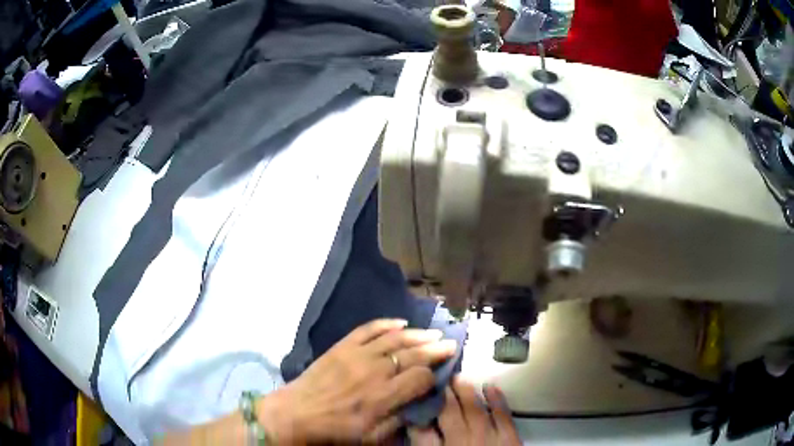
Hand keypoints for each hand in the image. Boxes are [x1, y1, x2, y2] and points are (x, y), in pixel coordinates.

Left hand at [260, 319, 456, 443]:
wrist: (295, 415)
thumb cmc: (334, 432)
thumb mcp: (370, 439)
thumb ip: (397, 421)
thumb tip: (418, 405)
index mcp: (383, 396)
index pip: (420, 378)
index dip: (433, 376)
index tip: (438, 376)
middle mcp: (375, 371)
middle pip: (413, 354)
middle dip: (435, 349)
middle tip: (451, 343)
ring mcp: (357, 355)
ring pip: (395, 339)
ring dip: (418, 335)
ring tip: (434, 332)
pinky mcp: (342, 347)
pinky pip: (368, 329)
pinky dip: (386, 323)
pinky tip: (401, 322)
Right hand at [408, 378, 520, 445]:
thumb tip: (416, 431)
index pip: (421, 431)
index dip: (417, 413)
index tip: (414, 398)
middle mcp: (461, 442)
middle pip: (448, 414)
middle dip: (442, 395)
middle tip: (438, 377)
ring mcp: (487, 439)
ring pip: (473, 410)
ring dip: (466, 392)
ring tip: (459, 377)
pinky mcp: (509, 438)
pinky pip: (502, 415)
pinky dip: (497, 400)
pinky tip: (491, 387)